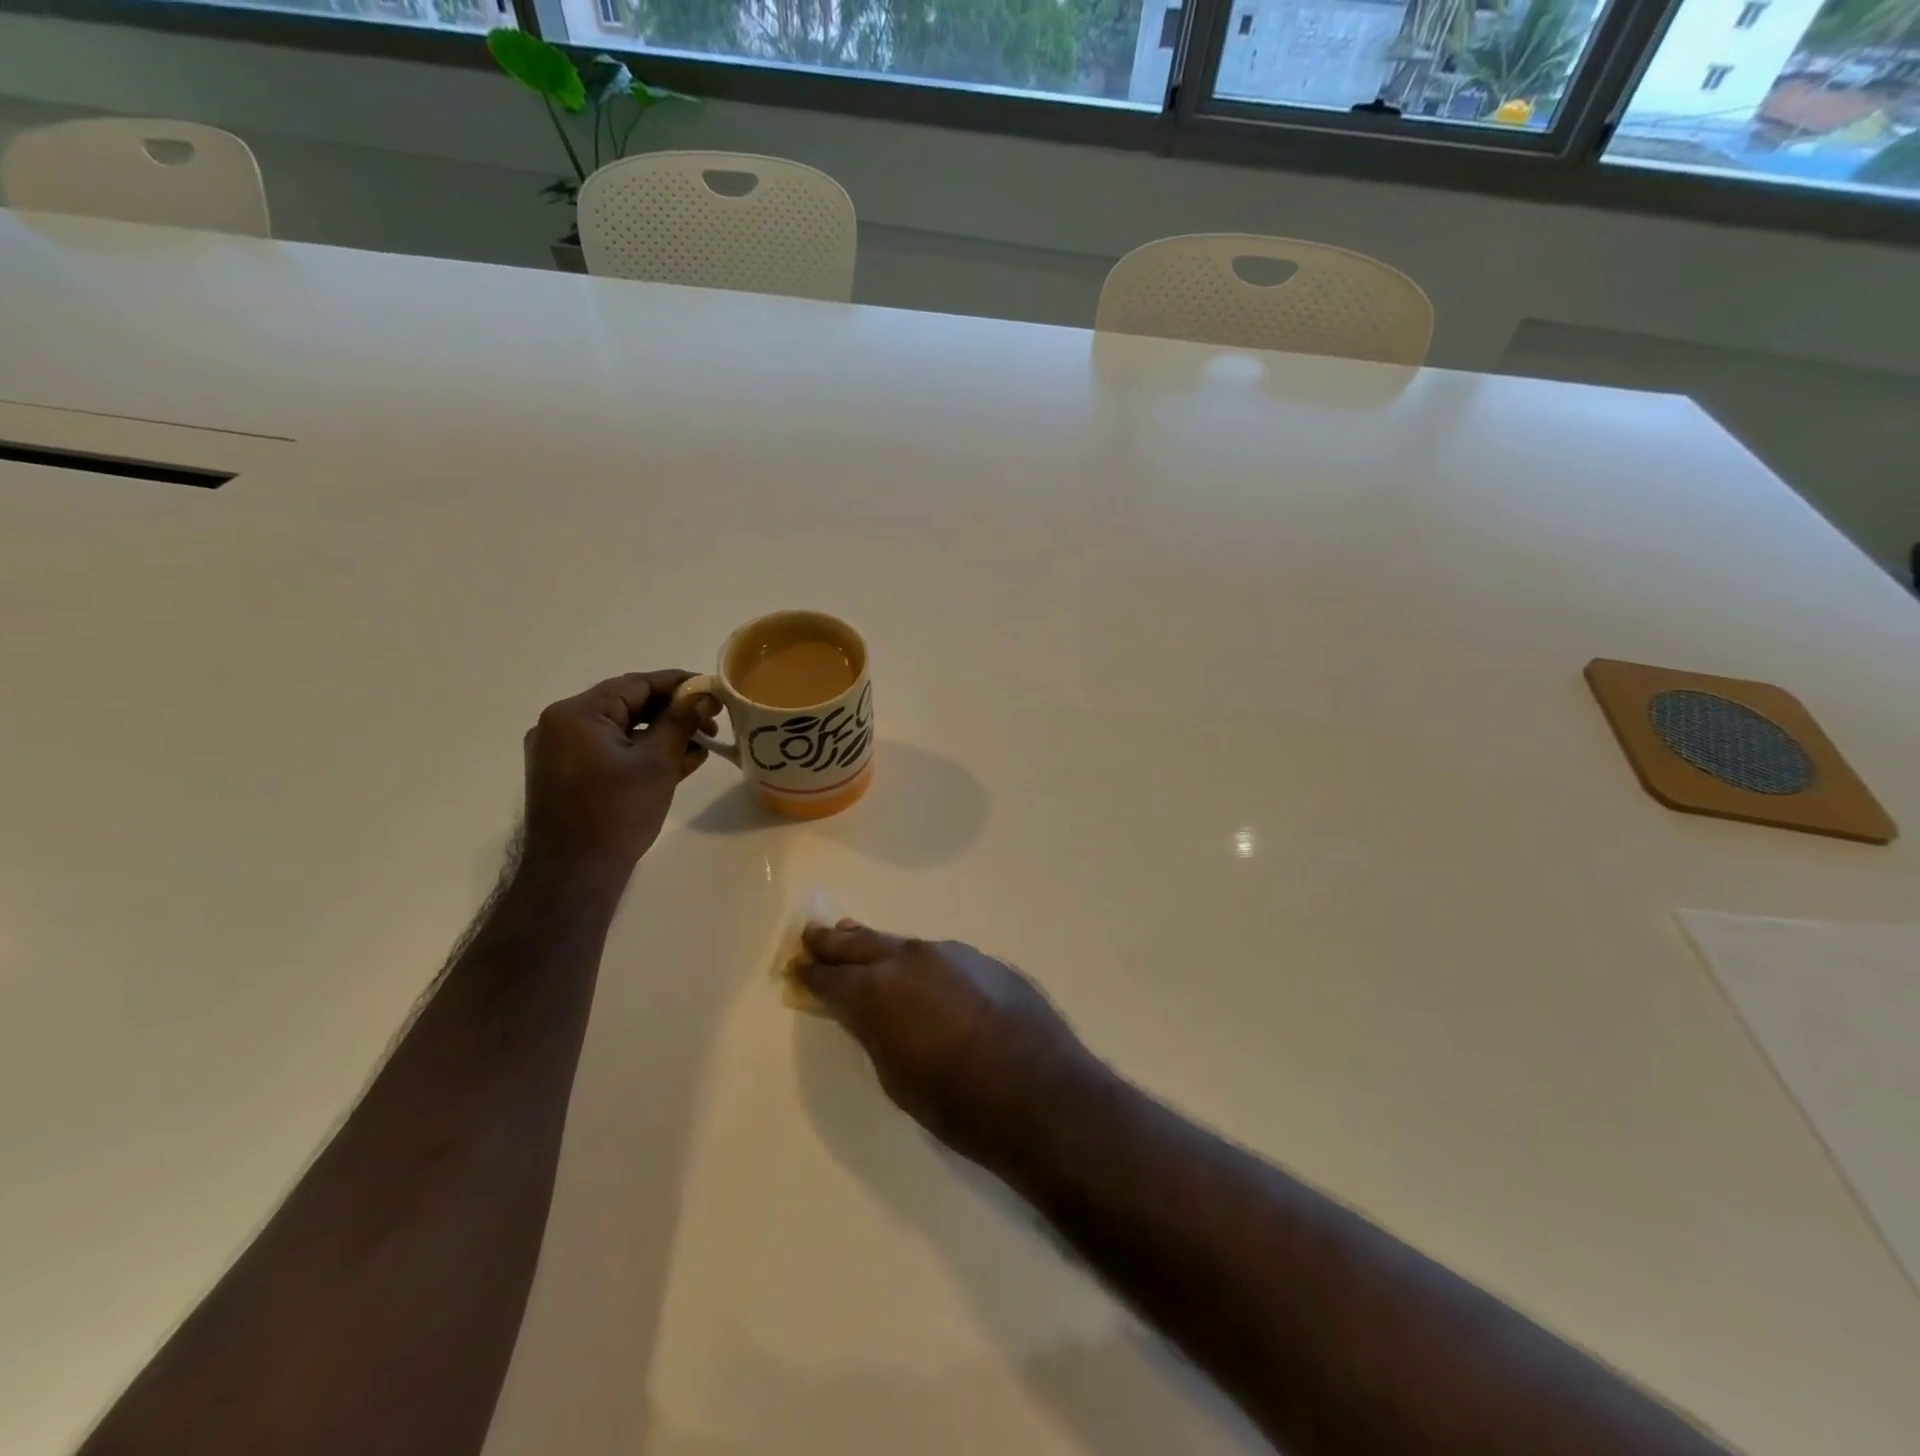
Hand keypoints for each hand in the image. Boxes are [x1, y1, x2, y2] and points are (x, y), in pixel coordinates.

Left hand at [520, 671, 712, 887]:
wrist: (573, 876)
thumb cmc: (616, 814)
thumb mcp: (657, 763)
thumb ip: (681, 723)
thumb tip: (704, 695)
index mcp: (576, 714)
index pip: (636, 685)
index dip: (679, 685)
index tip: (713, 690)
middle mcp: (561, 726)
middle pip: (628, 706)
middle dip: (673, 713)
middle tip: (713, 722)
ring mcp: (560, 753)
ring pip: (622, 731)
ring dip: (662, 735)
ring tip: (702, 745)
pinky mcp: (567, 776)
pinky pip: (610, 752)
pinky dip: (642, 753)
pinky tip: (679, 762)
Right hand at [794, 922, 1103, 1175]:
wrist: (1041, 1093)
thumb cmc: (957, 1103)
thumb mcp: (896, 1078)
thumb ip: (874, 1033)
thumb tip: (863, 1011)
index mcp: (878, 991)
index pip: (832, 977)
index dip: (811, 975)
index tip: (797, 969)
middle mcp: (909, 959)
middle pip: (861, 943)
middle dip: (833, 942)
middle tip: (813, 936)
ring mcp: (950, 953)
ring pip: (901, 945)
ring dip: (878, 947)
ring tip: (858, 941)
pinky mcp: (983, 960)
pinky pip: (938, 956)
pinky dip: (918, 962)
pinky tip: (920, 974)